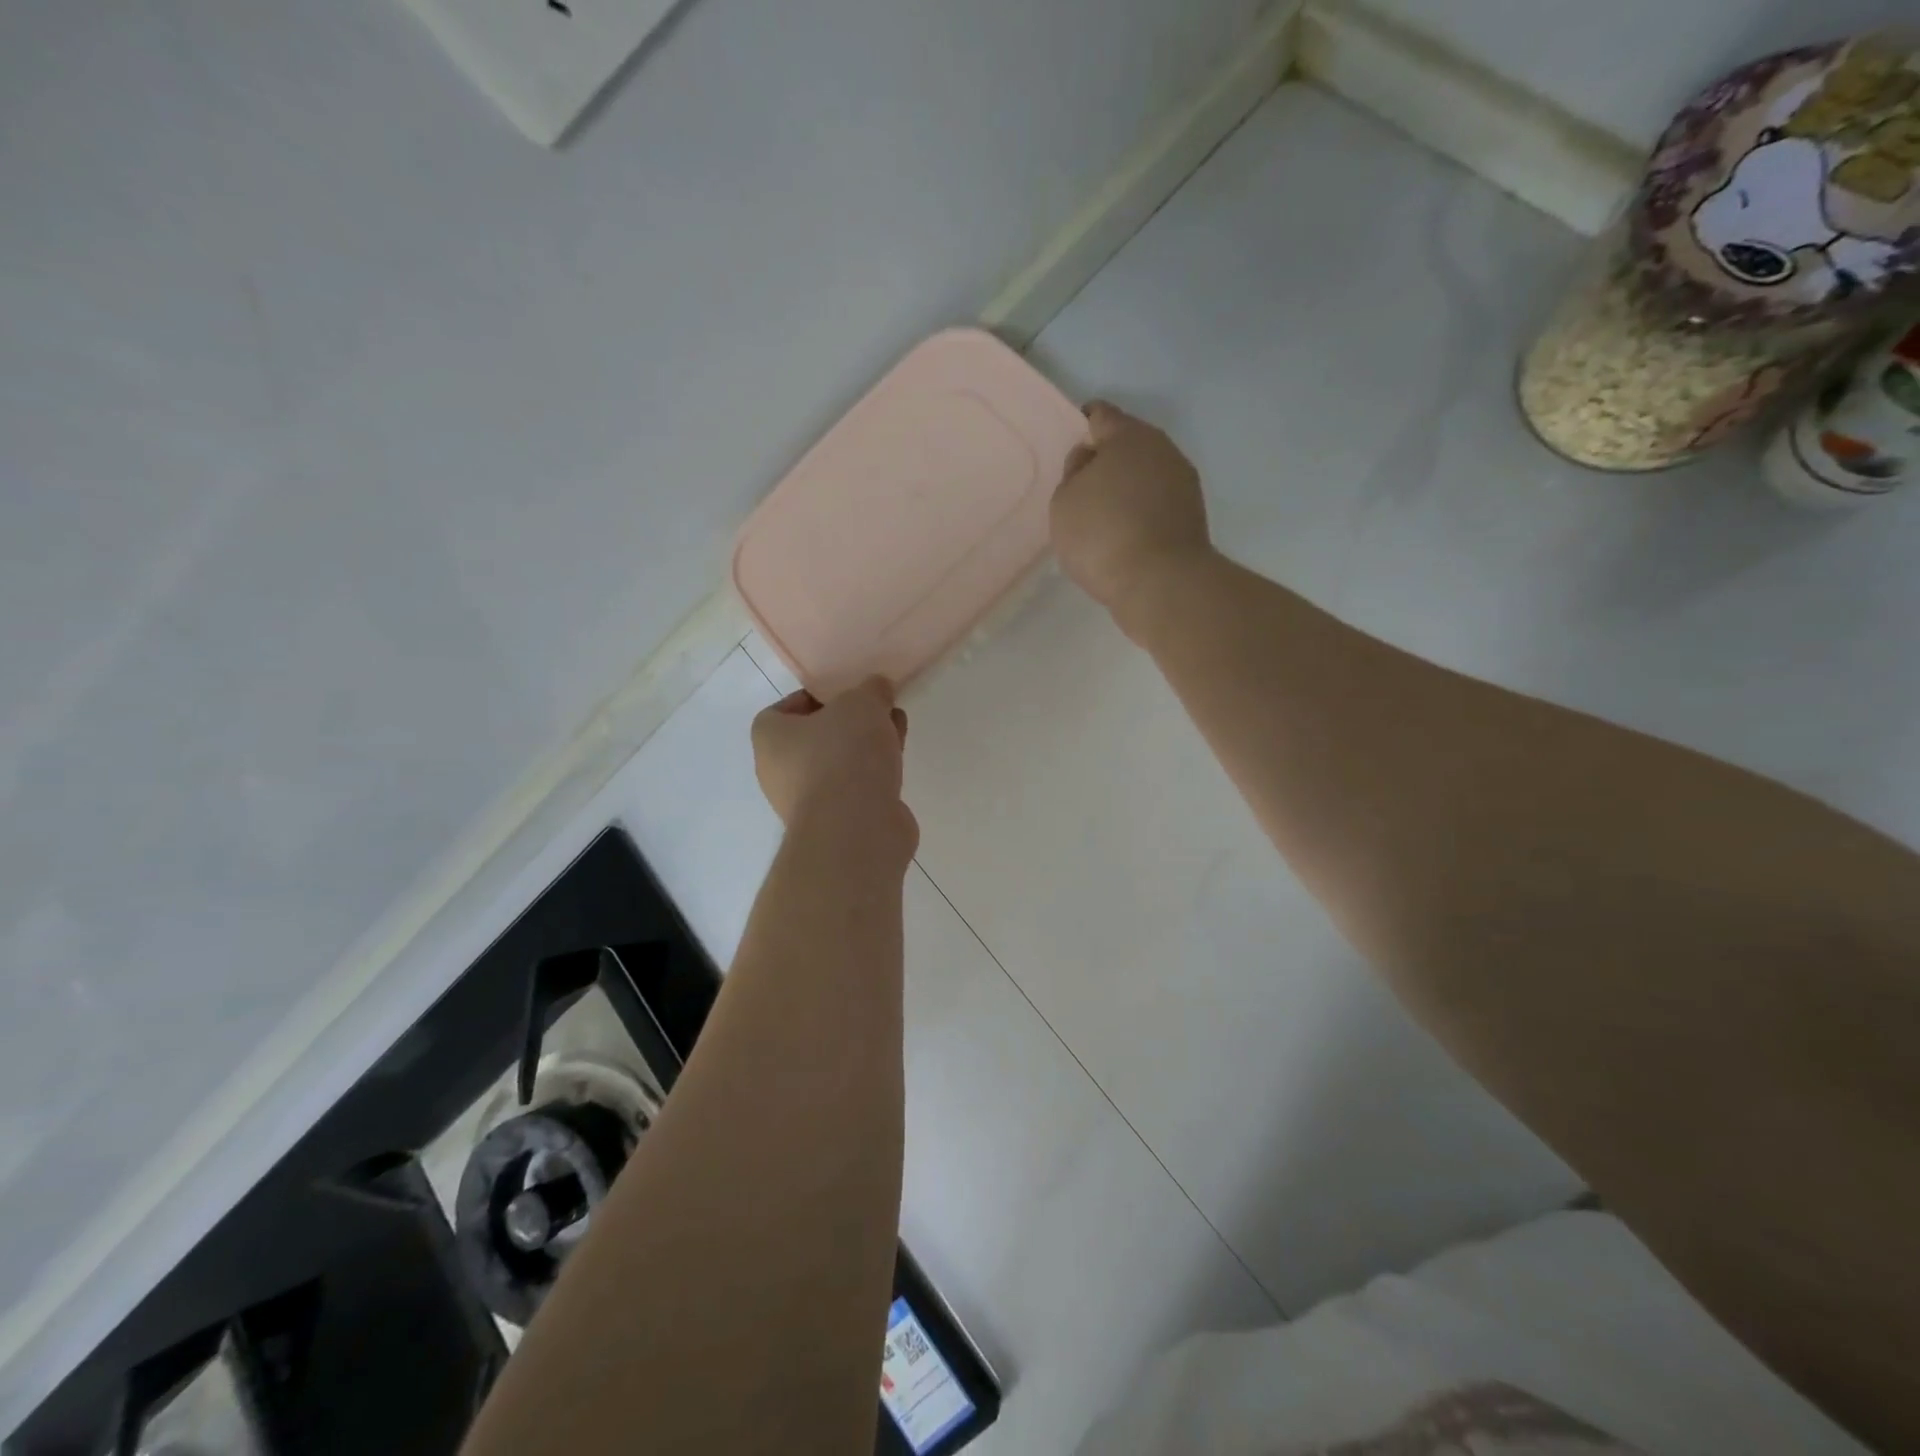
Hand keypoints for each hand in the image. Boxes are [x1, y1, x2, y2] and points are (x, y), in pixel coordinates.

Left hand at [752, 678, 917, 858]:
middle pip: (815, 738)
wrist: (856, 829)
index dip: (815, 697)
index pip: (782, 710)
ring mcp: (807, 802)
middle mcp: (779, 772)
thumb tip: (879, 689)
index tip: (846, 693)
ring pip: (837, 763)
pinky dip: (874, 774)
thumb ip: (871, 690)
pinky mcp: (836, 824)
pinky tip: (898, 762)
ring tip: (896, 729)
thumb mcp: (862, 703)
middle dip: (848, 722)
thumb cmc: (844, 754)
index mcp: (769, 738)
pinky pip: (855, 788)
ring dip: (865, 747)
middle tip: (877, 709)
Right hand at [1051, 401, 1211, 618]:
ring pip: (1146, 474)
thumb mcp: (1065, 501)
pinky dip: (1141, 511)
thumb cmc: (1102, 535)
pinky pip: (1157, 502)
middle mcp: (1162, 449)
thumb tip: (1090, 460)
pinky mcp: (1192, 515)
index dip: (1082, 425)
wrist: (1161, 583)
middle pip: (1128, 444)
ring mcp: (1183, 482)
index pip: (1101, 415)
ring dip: (1126, 487)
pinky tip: (1125, 534)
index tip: (1071, 444)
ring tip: (1103, 516)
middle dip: (1106, 459)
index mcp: (1128, 436)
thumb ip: (1073, 473)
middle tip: (1082, 486)